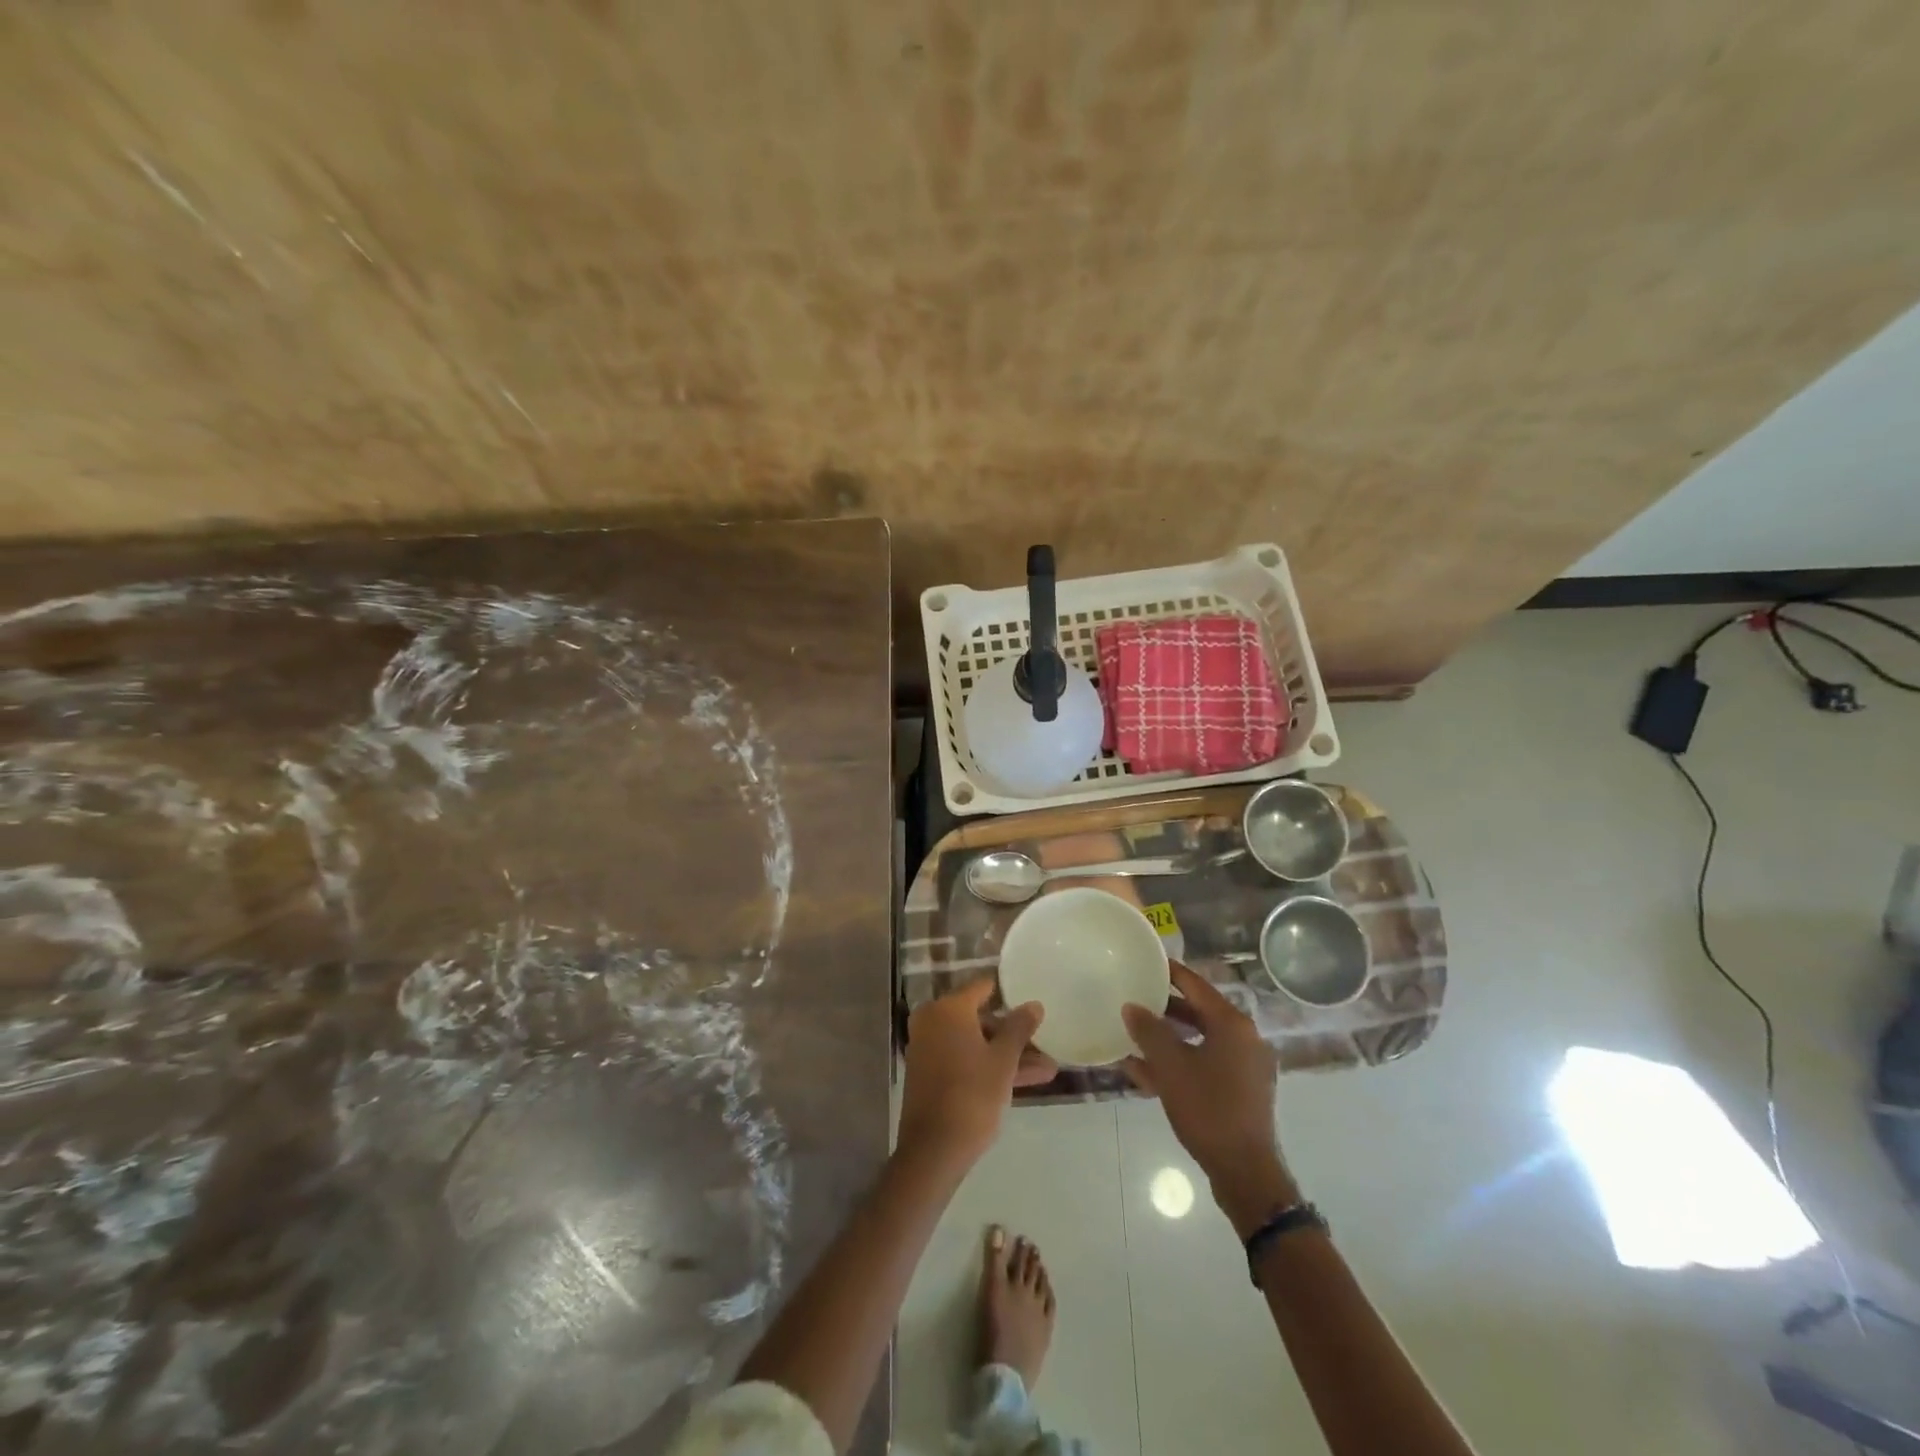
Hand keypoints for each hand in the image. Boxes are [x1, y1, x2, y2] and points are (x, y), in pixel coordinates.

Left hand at [898, 981, 1054, 1174]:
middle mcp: (933, 1020)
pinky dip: (988, 1065)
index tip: (1031, 1000)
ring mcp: (928, 1047)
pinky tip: (1024, 1081)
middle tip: (1044, 1043)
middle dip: (1013, 1033)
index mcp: (948, 1009)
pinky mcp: (929, 1073)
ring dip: (1007, 1054)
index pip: (982, 987)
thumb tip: (1034, 1004)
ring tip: (1047, 1069)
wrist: (934, 1150)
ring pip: (975, 1042)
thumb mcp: (1003, 1061)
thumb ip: (1019, 1028)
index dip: (1008, 993)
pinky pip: (963, 1058)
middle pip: (979, 1018)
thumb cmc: (972, 1095)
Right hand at [1122, 963, 1296, 1233]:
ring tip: (1134, 1034)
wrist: (1245, 1171)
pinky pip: (1204, 1063)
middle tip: (1134, 997)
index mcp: (1232, 1024)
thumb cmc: (1209, 1109)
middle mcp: (1244, 1038)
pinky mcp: (1240, 1090)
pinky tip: (1144, 1070)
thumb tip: (1131, 1006)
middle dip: (1164, 1007)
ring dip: (1168, 1038)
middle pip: (1198, 1011)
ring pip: (1199, 1040)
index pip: (1196, 984)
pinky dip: (1179, 1061)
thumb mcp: (1171, 1067)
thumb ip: (1149, 1031)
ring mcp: (1245, 1066)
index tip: (1145, 961)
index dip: (1169, 972)